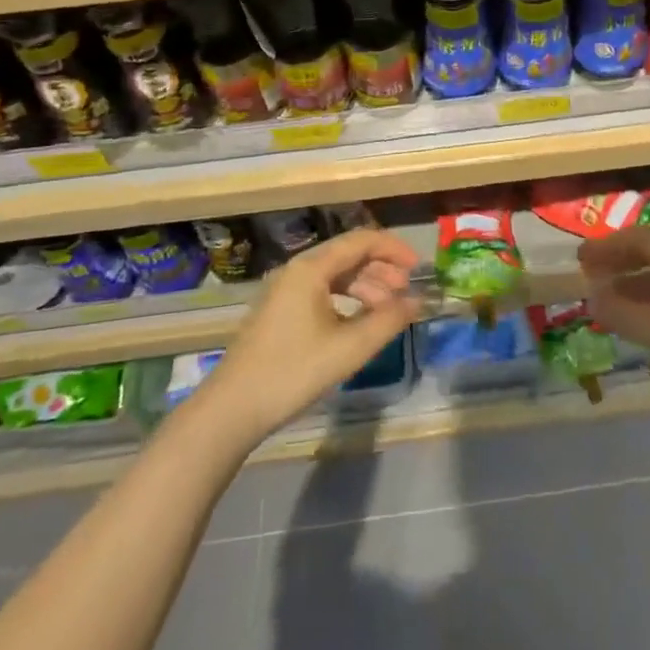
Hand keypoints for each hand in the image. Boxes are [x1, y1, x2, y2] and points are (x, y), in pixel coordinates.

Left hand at [203, 228, 422, 440]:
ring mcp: (285, 290)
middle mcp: (297, 270)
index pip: (361, 240)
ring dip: (365, 285)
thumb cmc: (293, 372)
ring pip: (335, 274)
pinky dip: (346, 298)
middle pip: (348, 255)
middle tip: (406, 292)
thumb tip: (417, 301)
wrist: (232, 409)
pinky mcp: (280, 310)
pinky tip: (358, 321)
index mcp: (311, 268)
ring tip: (387, 310)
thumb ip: (388, 321)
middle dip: (381, 269)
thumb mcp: (349, 349)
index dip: (393, 249)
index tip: (418, 268)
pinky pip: (322, 290)